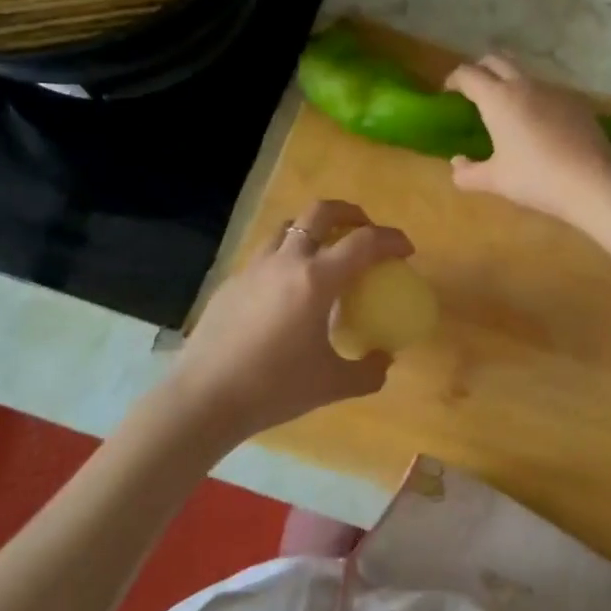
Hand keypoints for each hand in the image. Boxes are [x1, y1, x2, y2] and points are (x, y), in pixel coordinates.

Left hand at [168, 200, 412, 441]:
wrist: (205, 398)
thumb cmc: (274, 389)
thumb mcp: (333, 385)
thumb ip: (369, 371)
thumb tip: (384, 359)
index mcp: (316, 280)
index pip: (363, 242)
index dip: (391, 239)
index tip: (406, 250)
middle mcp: (286, 262)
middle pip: (321, 212)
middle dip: (351, 213)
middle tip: (365, 232)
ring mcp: (254, 268)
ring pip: (288, 227)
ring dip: (314, 230)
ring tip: (325, 254)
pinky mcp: (231, 283)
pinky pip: (266, 255)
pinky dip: (286, 257)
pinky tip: (287, 291)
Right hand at [445, 55, 610, 223]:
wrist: (592, 180)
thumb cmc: (536, 178)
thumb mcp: (495, 180)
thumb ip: (468, 173)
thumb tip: (457, 163)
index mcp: (498, 98)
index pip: (468, 74)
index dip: (454, 80)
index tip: (449, 93)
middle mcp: (524, 84)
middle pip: (496, 60)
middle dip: (480, 69)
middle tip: (474, 91)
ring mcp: (554, 89)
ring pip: (524, 73)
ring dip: (509, 82)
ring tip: (507, 109)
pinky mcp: (576, 100)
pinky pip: (548, 90)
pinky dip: (535, 98)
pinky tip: (540, 124)